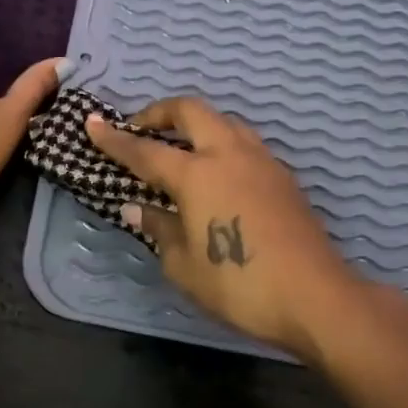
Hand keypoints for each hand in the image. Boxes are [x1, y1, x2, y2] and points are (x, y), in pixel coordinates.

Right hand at [87, 97, 360, 358]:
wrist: (314, 296)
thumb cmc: (238, 284)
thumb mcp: (183, 265)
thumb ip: (158, 228)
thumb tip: (138, 207)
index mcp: (197, 174)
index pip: (145, 150)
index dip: (115, 139)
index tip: (92, 124)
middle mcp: (229, 154)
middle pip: (191, 111)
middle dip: (160, 113)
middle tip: (140, 130)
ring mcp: (261, 162)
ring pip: (224, 121)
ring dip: (196, 126)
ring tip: (180, 150)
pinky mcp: (283, 177)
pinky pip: (245, 144)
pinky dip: (221, 145)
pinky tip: (217, 175)